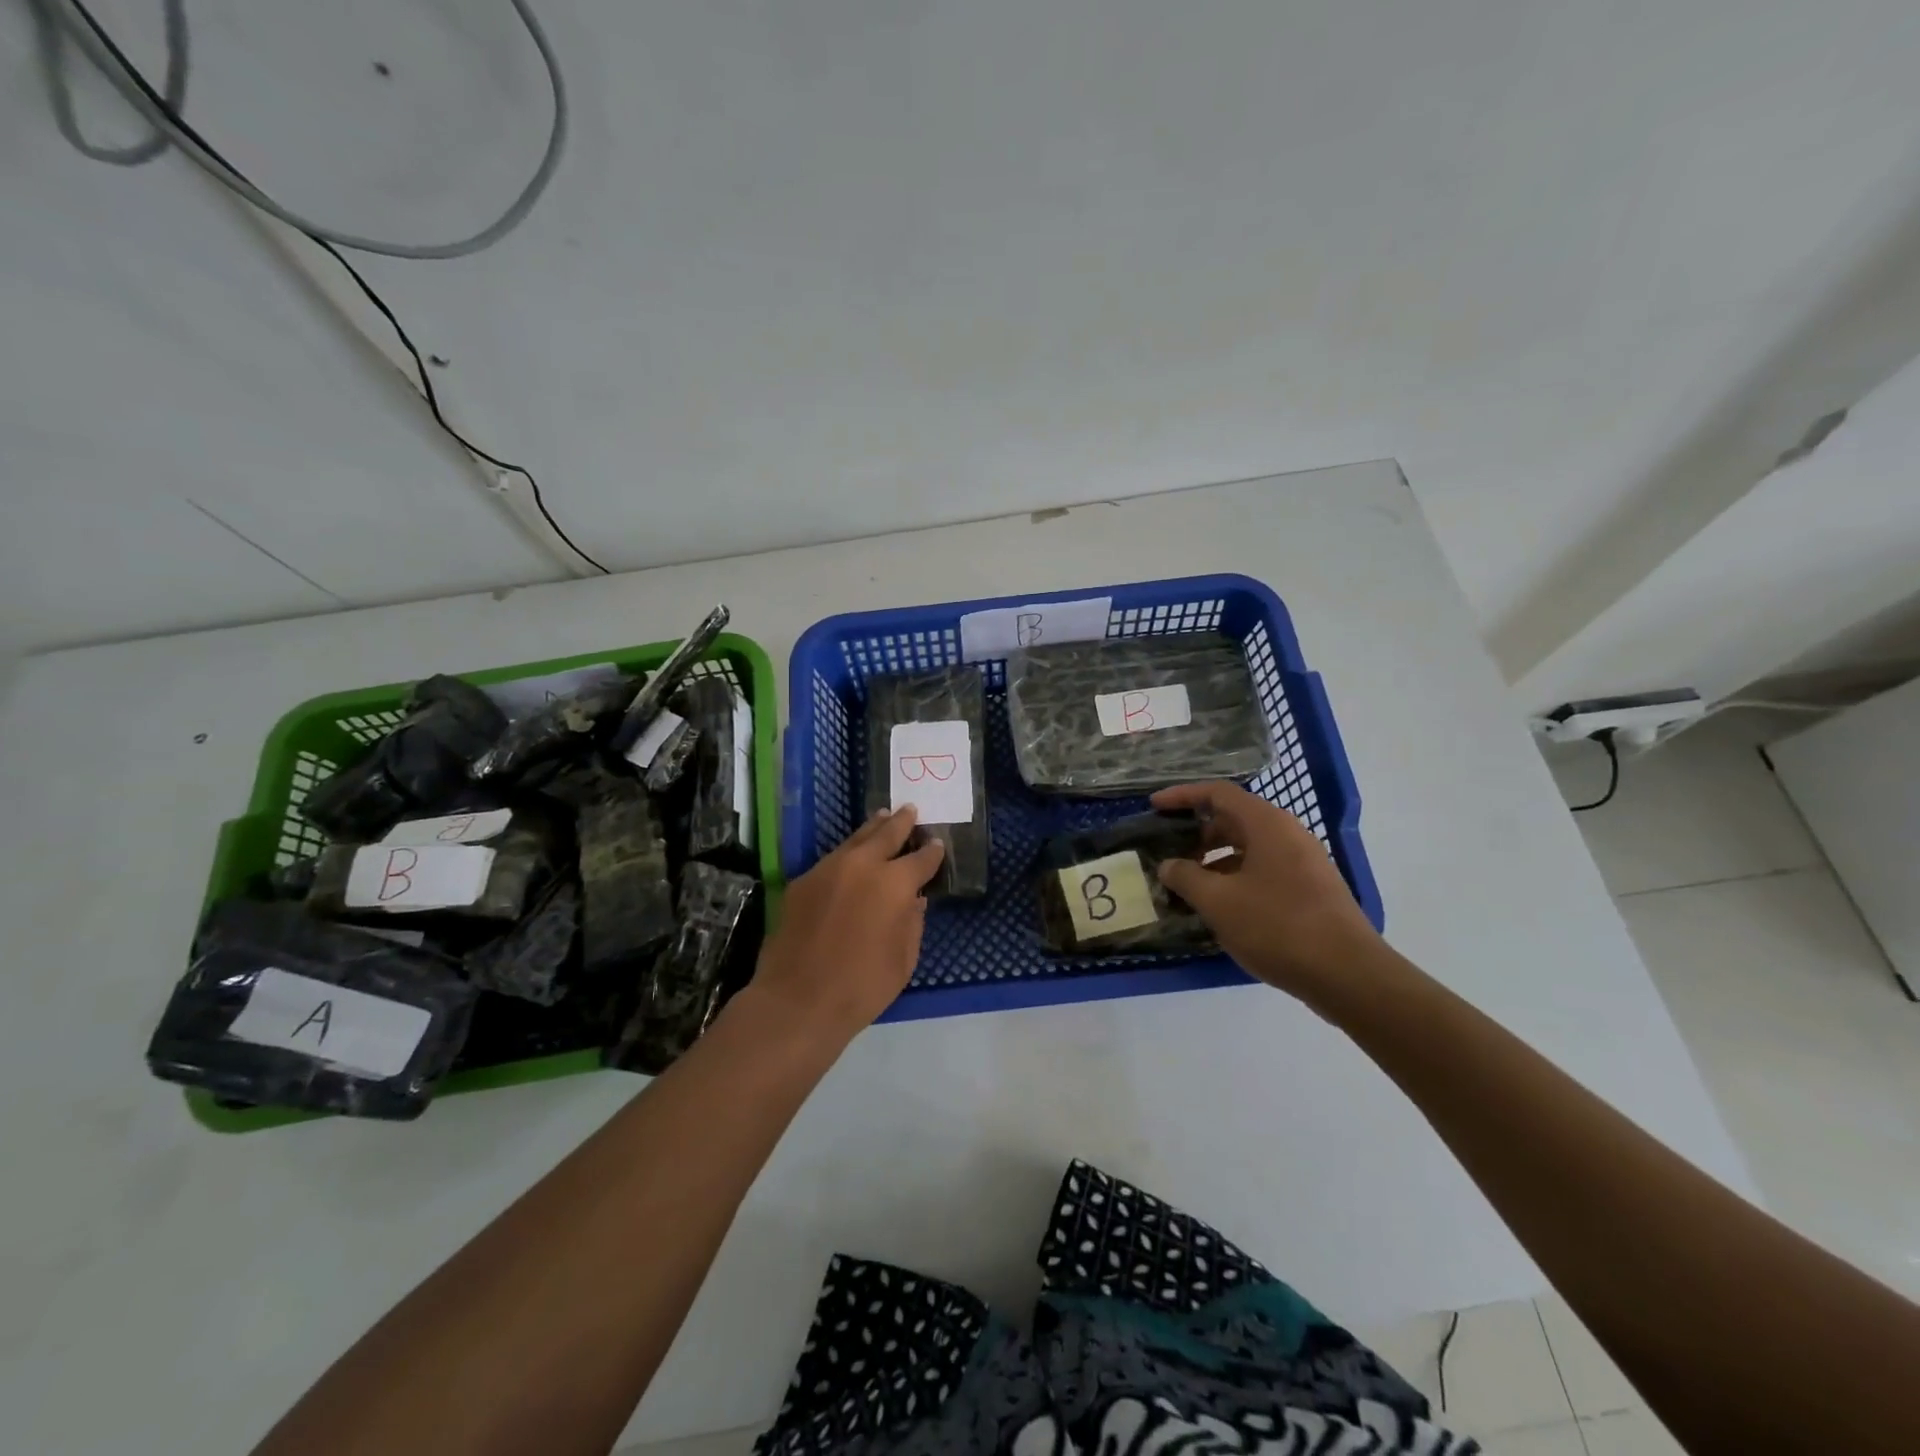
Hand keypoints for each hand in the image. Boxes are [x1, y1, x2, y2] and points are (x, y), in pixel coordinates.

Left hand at [748, 806, 945, 1042]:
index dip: (932, 852)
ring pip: (855, 839)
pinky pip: (832, 860)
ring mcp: (828, 869)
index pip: (921, 859)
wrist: (796, 1000)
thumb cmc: (861, 987)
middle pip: (886, 834)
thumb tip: (914, 900)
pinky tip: (850, 857)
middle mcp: (862, 866)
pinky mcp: (802, 882)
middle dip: (901, 822)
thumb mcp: (903, 960)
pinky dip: (847, 853)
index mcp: (894, 884)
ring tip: (882, 818)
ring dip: (872, 828)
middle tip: (910, 810)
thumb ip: (912, 923)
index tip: (938, 845)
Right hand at [1152, 781, 1381, 1001]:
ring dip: (1214, 860)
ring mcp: (1303, 862)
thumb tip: (1168, 866)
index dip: (1182, 796)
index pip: (1218, 794)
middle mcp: (1287, 834)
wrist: (1348, 974)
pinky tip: (1219, 907)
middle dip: (1197, 834)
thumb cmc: (1277, 926)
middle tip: (1169, 854)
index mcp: (1266, 824)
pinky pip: (1263, 870)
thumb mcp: (1219, 902)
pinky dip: (1235, 878)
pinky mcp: (1310, 890)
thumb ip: (1186, 878)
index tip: (1154, 807)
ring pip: (1248, 848)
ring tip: (1188, 885)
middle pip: (1233, 819)